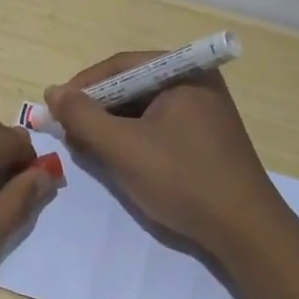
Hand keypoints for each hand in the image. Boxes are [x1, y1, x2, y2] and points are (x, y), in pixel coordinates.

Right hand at [45, 53, 289, 255]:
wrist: (245, 232)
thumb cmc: (183, 179)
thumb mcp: (123, 147)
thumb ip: (83, 116)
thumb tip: (53, 92)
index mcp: (184, 72)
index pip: (120, 67)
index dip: (82, 87)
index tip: (54, 110)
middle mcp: (195, 84)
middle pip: (131, 87)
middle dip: (96, 110)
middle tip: (67, 133)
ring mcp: (202, 112)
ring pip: (142, 111)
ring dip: (110, 128)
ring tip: (86, 150)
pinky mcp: (203, 140)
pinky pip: (157, 129)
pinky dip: (132, 141)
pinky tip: (115, 160)